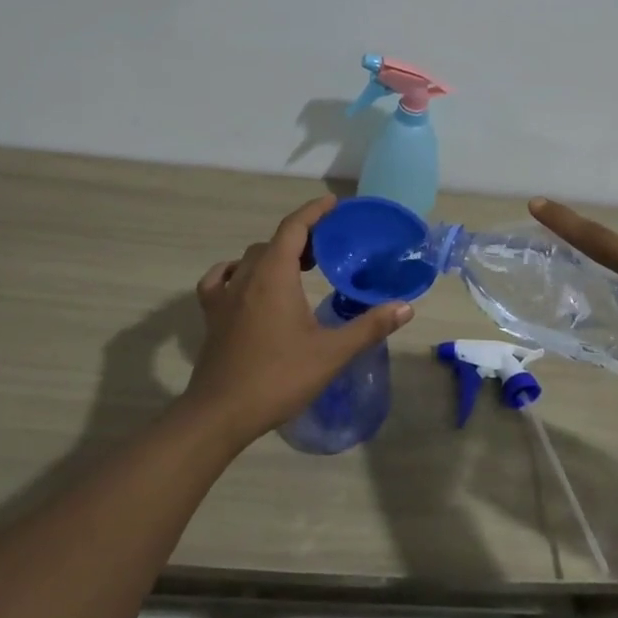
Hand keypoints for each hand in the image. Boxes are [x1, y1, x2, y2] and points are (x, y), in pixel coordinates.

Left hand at [188, 196, 413, 445]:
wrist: (221, 414)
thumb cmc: (278, 378)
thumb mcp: (332, 353)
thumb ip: (369, 326)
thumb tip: (406, 307)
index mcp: (275, 275)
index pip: (294, 227)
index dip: (314, 211)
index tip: (335, 204)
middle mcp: (246, 276)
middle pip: (275, 241)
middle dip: (302, 237)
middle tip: (328, 248)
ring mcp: (224, 295)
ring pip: (251, 258)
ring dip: (275, 254)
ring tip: (298, 267)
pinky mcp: (212, 315)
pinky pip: (221, 278)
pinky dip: (236, 271)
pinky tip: (245, 283)